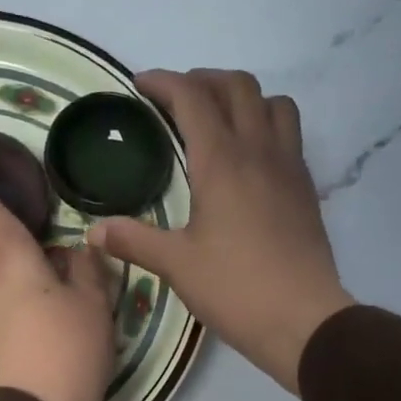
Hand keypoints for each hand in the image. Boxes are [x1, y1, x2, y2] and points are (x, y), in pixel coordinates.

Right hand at [87, 70, 352, 391]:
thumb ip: (134, 241)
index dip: (164, 82)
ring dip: (244, 98)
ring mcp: (289, 167)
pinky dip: (266, 126)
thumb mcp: (177, 266)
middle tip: (177, 100)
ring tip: (220, 120)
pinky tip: (250, 159)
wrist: (302, 320)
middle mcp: (259, 151)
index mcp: (222, 162)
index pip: (192, 98)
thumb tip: (94, 231)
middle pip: (237, 87)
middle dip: (203, 81)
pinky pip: (290, 135)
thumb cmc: (235, 289)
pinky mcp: (306, 189)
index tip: (141, 85)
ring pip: (274, 103)